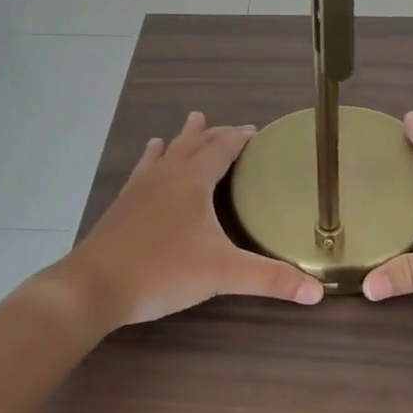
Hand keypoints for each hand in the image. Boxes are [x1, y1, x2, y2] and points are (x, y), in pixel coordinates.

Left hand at [59, 112, 324, 328]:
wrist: (94, 286)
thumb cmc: (162, 271)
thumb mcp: (222, 274)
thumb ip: (270, 279)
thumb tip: (318, 292)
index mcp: (192, 180)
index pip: (222, 147)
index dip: (241, 138)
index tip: (258, 133)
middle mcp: (166, 175)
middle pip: (195, 143)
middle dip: (217, 134)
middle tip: (234, 129)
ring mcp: (140, 187)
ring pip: (167, 151)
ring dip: (184, 138)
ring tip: (193, 120)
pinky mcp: (123, 205)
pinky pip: (144, 169)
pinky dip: (153, 157)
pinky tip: (150, 156)